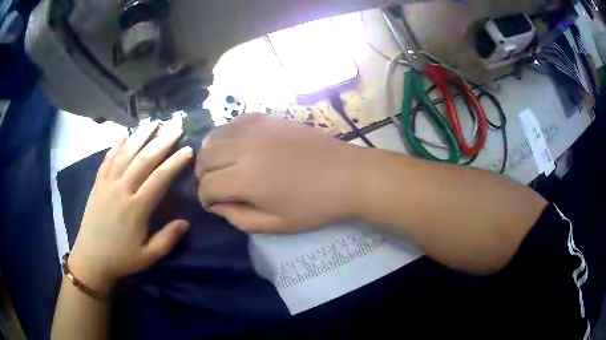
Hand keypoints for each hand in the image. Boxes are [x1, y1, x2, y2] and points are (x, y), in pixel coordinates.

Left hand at [69, 122, 193, 292]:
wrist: (91, 258)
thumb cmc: (121, 258)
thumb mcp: (148, 257)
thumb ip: (167, 239)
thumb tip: (186, 222)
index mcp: (136, 208)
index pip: (159, 178)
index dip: (175, 162)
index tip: (188, 149)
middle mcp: (122, 190)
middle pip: (143, 160)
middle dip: (161, 142)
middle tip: (176, 127)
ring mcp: (107, 184)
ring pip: (125, 154)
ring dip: (140, 136)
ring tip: (153, 122)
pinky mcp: (97, 184)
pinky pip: (107, 159)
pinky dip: (116, 145)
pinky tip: (124, 134)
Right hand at [196, 114, 360, 233]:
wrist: (347, 175)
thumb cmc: (314, 206)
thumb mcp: (275, 225)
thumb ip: (239, 218)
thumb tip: (218, 205)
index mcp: (245, 180)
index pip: (206, 186)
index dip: (205, 199)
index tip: (214, 205)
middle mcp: (244, 149)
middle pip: (204, 158)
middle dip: (204, 175)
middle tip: (216, 185)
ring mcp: (256, 129)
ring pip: (214, 136)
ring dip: (211, 154)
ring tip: (222, 166)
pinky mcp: (268, 119)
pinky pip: (235, 121)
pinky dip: (228, 134)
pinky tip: (238, 145)